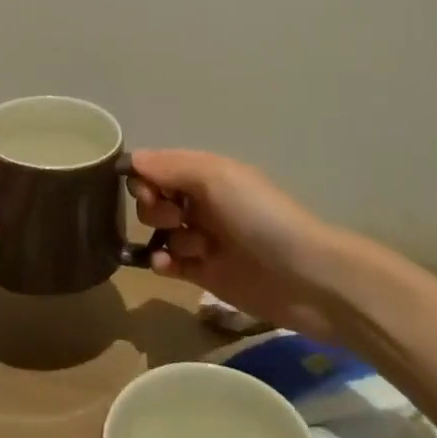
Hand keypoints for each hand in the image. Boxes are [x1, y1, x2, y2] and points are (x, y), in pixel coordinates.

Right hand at [129, 150, 338, 338]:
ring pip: (160, 232)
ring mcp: (203, 239)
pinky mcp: (204, 274)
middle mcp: (202, 202)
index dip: (144, 178)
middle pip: (154, 199)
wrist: (307, 278)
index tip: (147, 192)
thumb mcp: (216, 178)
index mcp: (206, 173)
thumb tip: (130, 160)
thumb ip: (170, 167)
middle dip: (154, 208)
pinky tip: (167, 267)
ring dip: (166, 237)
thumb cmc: (260, 217)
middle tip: (176, 218)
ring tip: (196, 249)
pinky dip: (162, 263)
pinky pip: (168, 263)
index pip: (158, 167)